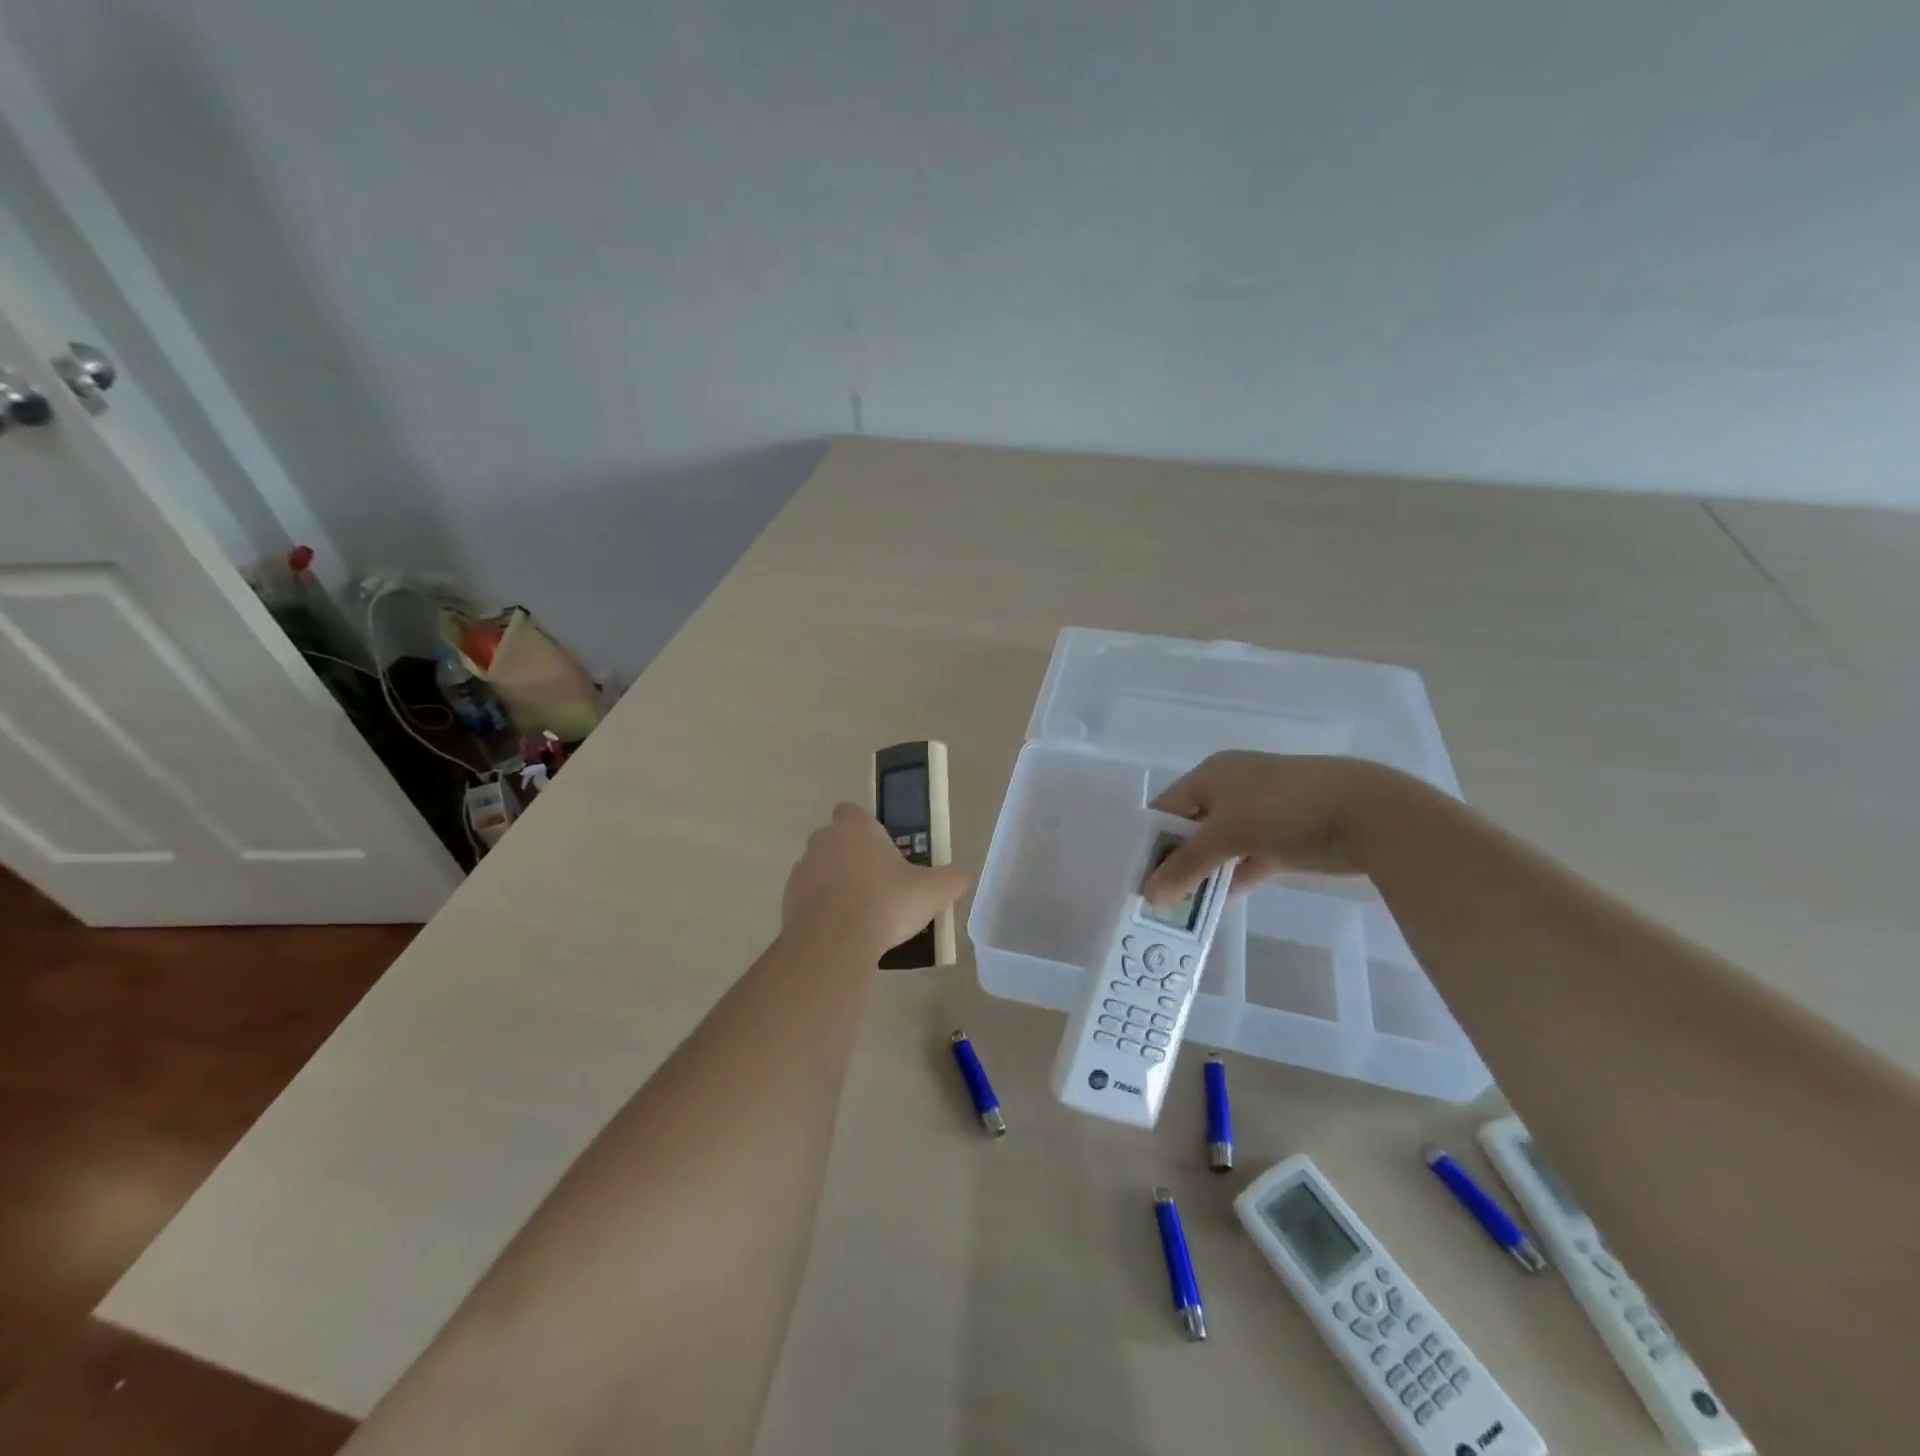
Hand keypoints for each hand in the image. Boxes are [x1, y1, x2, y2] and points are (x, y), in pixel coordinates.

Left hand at [782, 803, 971, 953]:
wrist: (835, 943)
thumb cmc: (886, 903)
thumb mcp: (933, 891)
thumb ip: (953, 879)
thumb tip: (965, 875)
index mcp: (855, 826)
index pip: (854, 812)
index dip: (868, 828)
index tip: (885, 851)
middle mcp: (823, 839)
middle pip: (837, 840)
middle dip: (854, 857)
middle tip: (880, 883)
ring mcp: (801, 869)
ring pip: (821, 869)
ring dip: (836, 883)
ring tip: (862, 913)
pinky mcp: (787, 900)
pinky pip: (808, 898)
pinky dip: (822, 909)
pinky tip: (843, 931)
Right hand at [1142, 752, 1417, 905]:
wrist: (1366, 814)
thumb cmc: (1283, 808)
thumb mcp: (1227, 833)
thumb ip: (1187, 865)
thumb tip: (1148, 895)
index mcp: (1211, 775)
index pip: (1166, 807)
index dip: (1150, 840)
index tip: (1136, 875)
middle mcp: (1231, 790)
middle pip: (1190, 829)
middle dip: (1174, 862)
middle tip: (1155, 897)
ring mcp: (1259, 816)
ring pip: (1218, 849)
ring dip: (1201, 876)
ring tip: (1178, 909)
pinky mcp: (1281, 841)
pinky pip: (1244, 863)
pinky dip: (1230, 882)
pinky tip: (1213, 907)